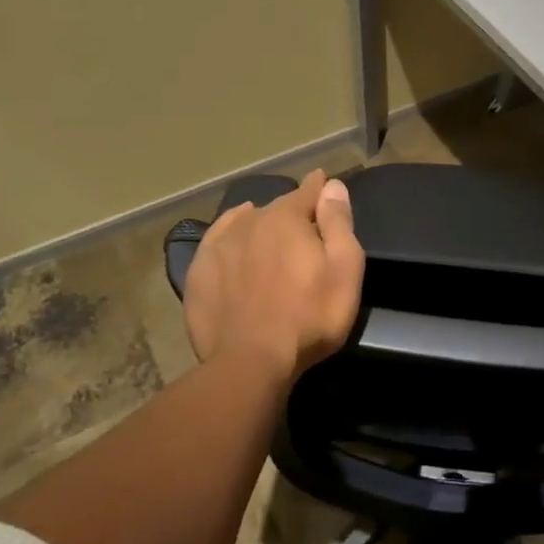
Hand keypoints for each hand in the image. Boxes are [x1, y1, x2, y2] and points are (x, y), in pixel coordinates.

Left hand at [183, 170, 365, 387]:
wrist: (250, 361)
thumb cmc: (309, 316)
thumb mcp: (344, 269)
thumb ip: (338, 223)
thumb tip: (332, 185)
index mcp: (287, 218)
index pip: (307, 191)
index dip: (318, 188)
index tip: (322, 182)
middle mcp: (250, 221)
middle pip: (276, 208)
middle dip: (291, 213)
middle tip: (303, 229)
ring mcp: (220, 245)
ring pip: (245, 222)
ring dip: (260, 223)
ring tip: (269, 234)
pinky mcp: (199, 271)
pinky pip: (217, 240)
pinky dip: (229, 235)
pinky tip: (234, 240)